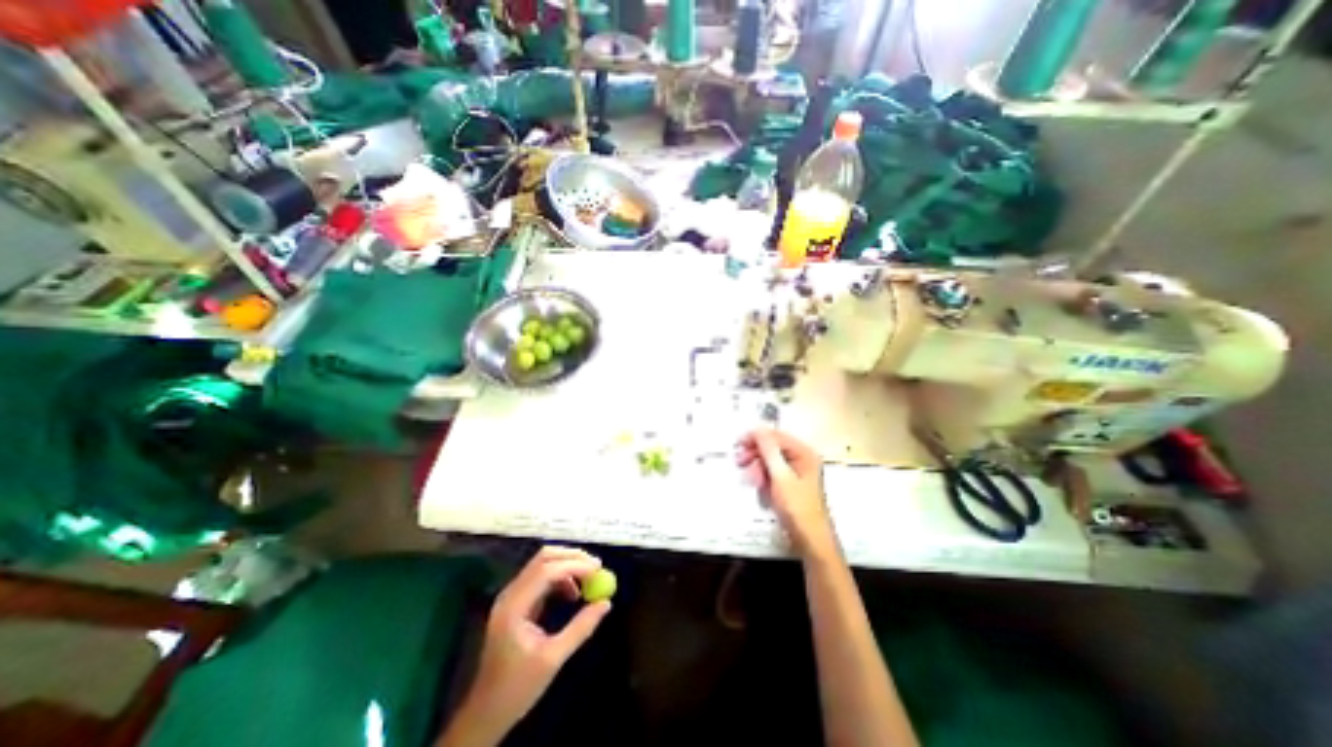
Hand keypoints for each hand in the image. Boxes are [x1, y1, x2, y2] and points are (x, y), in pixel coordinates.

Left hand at [454, 546, 606, 738]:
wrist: (485, 712)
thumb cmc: (517, 688)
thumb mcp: (553, 658)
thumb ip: (581, 628)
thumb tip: (605, 603)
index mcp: (514, 607)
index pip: (546, 571)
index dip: (574, 565)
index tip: (598, 568)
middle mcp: (510, 594)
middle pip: (543, 558)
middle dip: (572, 557)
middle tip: (596, 566)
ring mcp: (512, 596)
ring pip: (542, 564)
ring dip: (567, 565)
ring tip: (588, 581)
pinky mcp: (516, 601)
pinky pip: (541, 577)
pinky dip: (560, 577)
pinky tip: (572, 593)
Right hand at [732, 428, 836, 556]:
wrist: (810, 540)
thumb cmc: (797, 507)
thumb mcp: (780, 476)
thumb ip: (768, 450)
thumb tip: (758, 428)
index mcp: (804, 453)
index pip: (777, 436)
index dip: (757, 437)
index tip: (738, 443)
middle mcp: (801, 459)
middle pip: (772, 448)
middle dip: (755, 455)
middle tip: (739, 462)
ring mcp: (796, 472)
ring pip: (770, 462)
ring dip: (757, 469)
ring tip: (750, 481)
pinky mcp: (790, 485)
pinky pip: (772, 474)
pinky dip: (763, 479)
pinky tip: (759, 489)